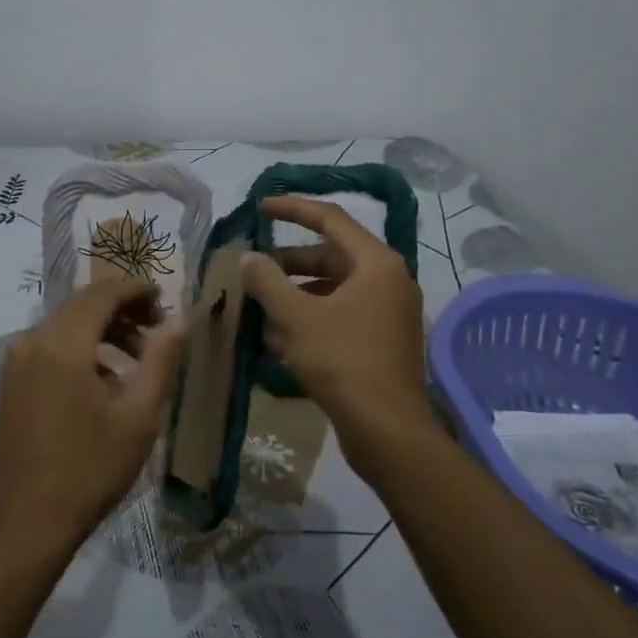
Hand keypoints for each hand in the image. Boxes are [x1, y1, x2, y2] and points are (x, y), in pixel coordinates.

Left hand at [0, 278, 186, 556]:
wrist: (28, 522)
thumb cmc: (91, 468)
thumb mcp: (138, 415)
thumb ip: (161, 360)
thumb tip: (180, 320)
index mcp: (62, 343)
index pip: (102, 294)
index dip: (136, 290)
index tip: (165, 300)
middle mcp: (32, 341)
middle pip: (82, 306)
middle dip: (123, 311)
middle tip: (158, 331)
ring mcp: (16, 362)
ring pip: (66, 326)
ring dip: (103, 332)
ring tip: (138, 361)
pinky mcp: (11, 382)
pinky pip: (50, 347)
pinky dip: (81, 350)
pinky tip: (105, 382)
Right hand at [239, 196, 435, 481]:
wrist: (387, 430)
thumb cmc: (343, 361)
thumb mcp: (296, 317)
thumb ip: (267, 281)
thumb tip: (248, 258)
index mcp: (376, 263)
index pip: (331, 219)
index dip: (292, 209)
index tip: (260, 207)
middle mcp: (388, 281)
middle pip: (331, 256)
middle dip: (288, 262)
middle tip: (253, 268)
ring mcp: (388, 313)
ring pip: (333, 289)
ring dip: (295, 294)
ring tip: (258, 305)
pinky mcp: (382, 341)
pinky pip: (341, 315)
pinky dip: (310, 317)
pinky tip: (276, 338)